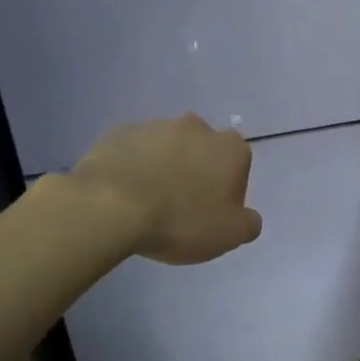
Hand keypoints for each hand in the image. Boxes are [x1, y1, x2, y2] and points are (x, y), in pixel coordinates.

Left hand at [70, 114, 262, 264]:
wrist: (110, 206)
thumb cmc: (180, 220)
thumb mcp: (229, 235)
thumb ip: (249, 223)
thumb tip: (248, 216)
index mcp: (229, 148)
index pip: (239, 164)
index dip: (228, 190)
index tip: (212, 212)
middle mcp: (197, 127)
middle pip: (203, 151)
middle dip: (196, 171)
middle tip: (181, 206)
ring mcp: (156, 125)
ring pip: (167, 147)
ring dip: (164, 167)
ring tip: (147, 202)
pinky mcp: (121, 131)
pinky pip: (134, 150)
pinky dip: (133, 165)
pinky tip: (123, 192)